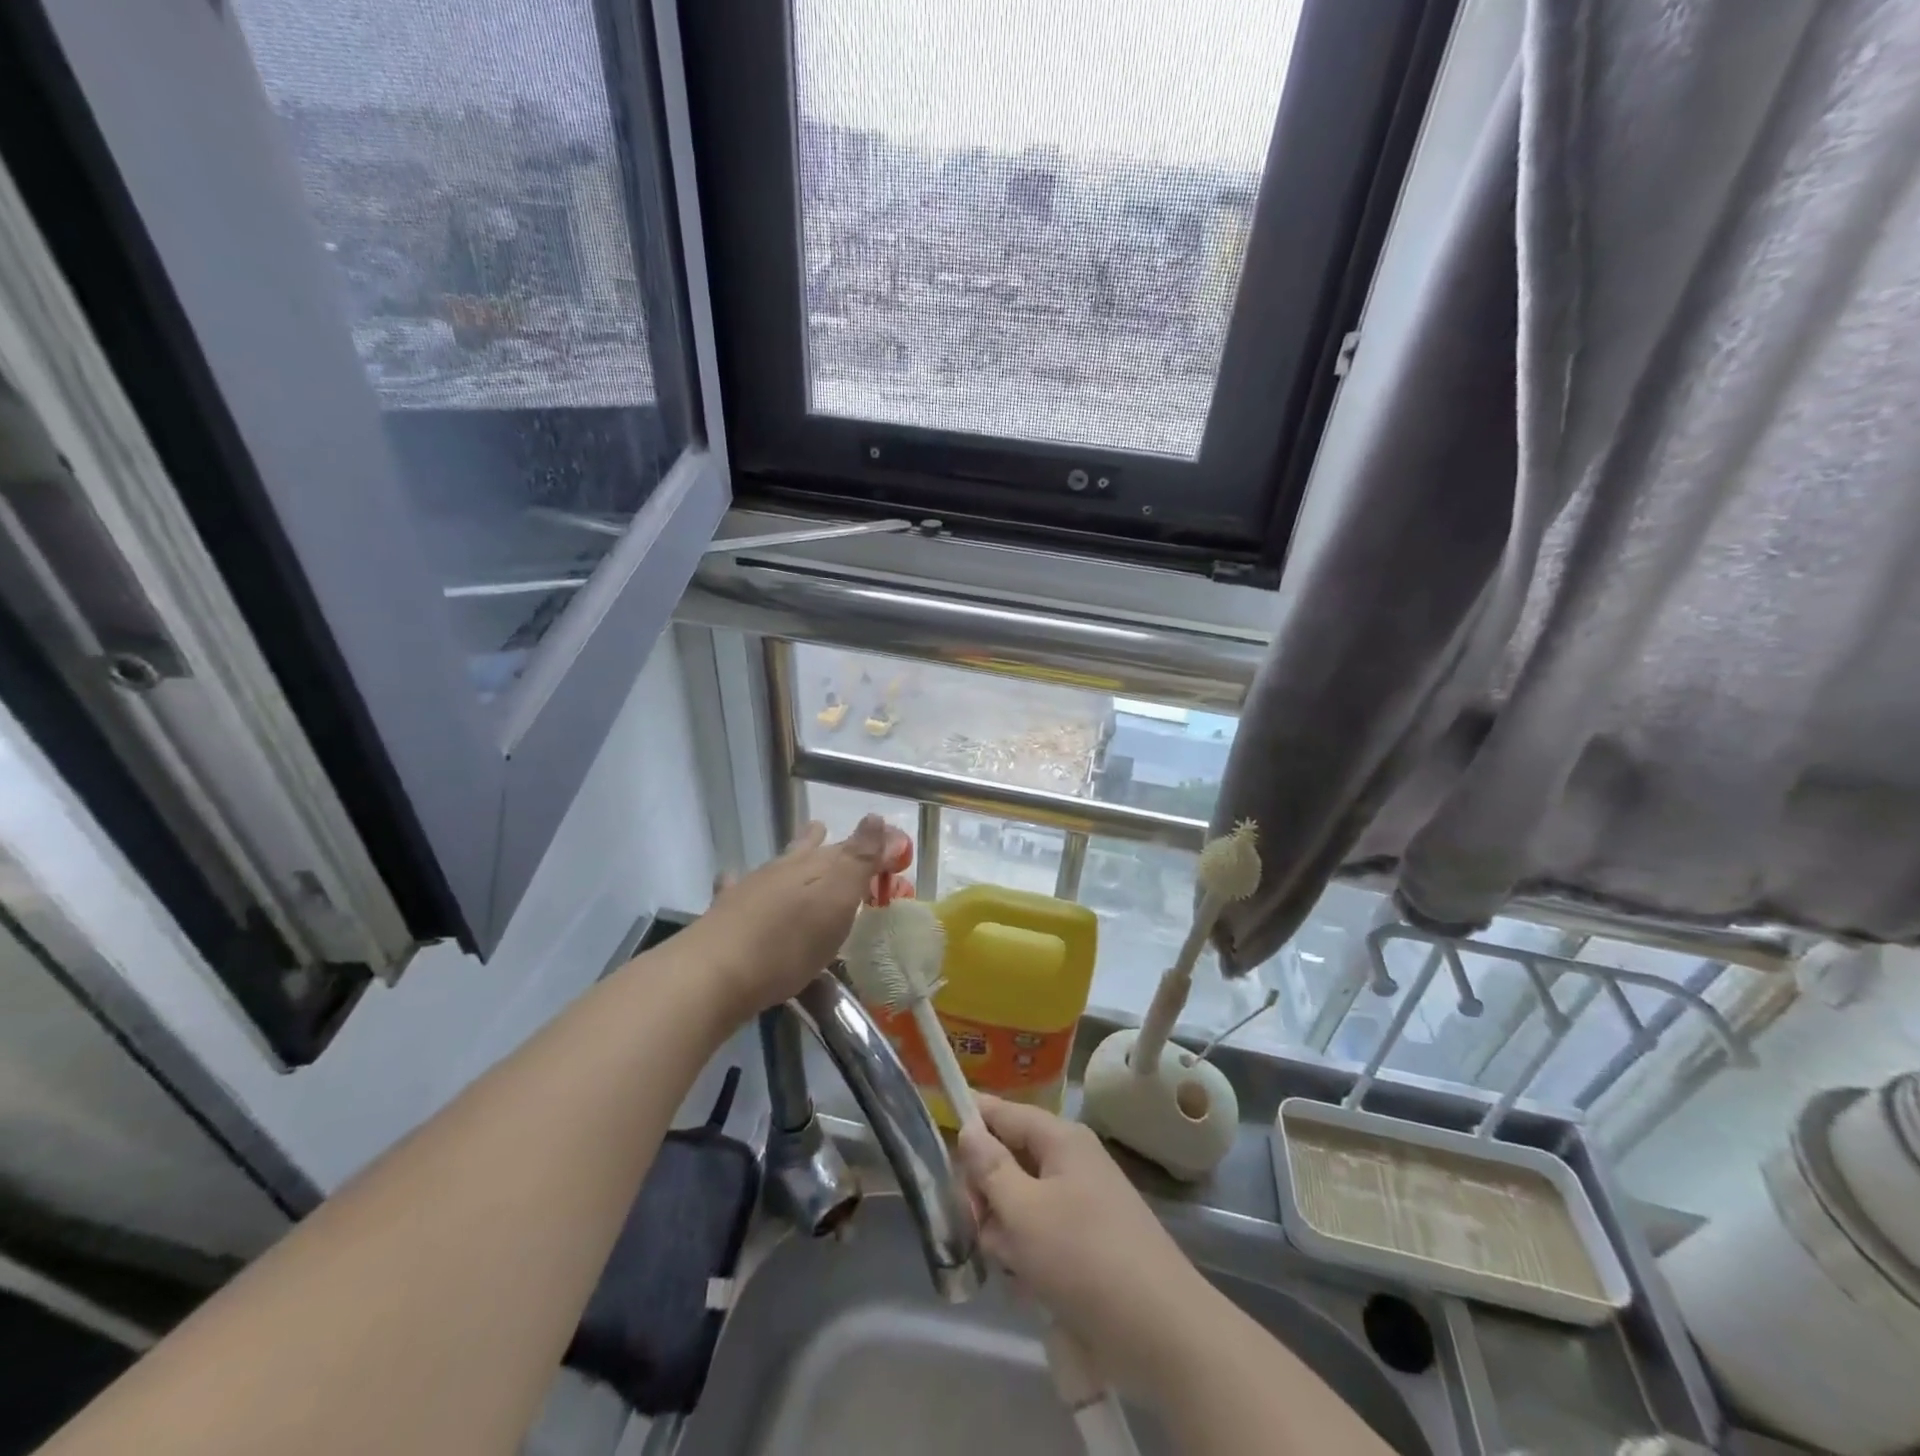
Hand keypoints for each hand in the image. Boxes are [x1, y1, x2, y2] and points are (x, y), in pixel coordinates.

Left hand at [686, 816, 888, 1022]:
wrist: (717, 971)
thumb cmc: (790, 942)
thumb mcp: (837, 901)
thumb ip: (860, 860)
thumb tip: (877, 816)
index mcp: (816, 866)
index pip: (850, 847)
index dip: (871, 845)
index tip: (889, 845)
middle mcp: (784, 869)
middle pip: (808, 850)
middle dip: (822, 843)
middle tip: (825, 830)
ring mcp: (751, 888)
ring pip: (776, 865)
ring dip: (789, 858)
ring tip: (796, 850)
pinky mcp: (725, 912)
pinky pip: (736, 886)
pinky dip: (740, 881)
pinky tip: (733, 879)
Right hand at [957, 1096, 1213, 1399]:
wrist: (1161, 1330)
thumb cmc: (1084, 1258)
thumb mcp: (1023, 1212)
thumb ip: (989, 1169)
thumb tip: (969, 1127)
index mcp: (1060, 1139)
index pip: (1003, 1112)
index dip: (970, 1122)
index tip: (939, 1147)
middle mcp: (1072, 1161)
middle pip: (1009, 1161)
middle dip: (988, 1196)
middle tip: (981, 1230)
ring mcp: (1082, 1202)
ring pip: (1021, 1204)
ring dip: (1007, 1235)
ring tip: (1014, 1270)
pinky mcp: (1088, 1243)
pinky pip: (1042, 1236)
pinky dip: (1030, 1258)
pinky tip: (1031, 1289)